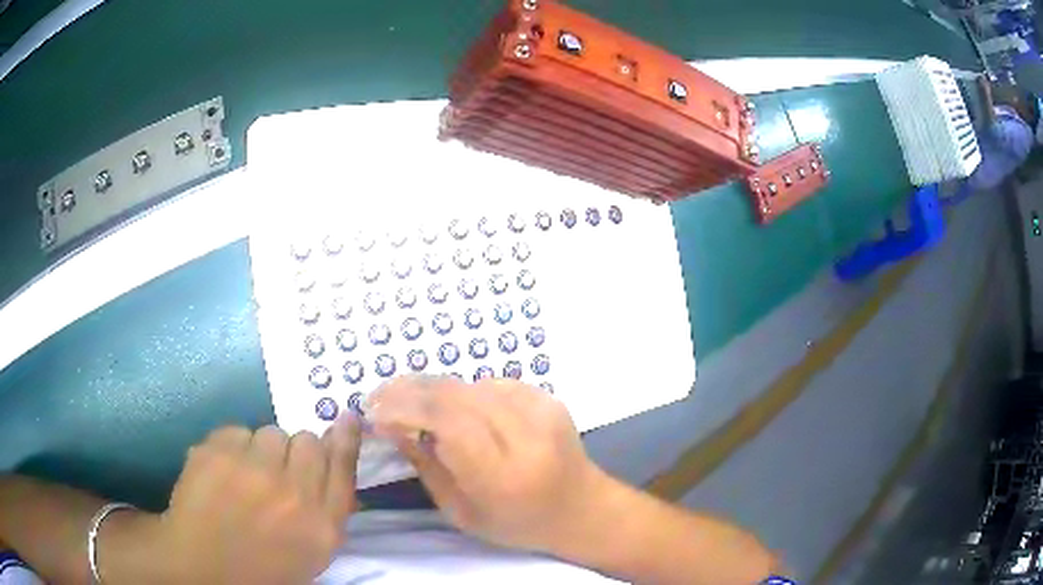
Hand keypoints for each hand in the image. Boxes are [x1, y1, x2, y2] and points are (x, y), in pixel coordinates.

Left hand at [143, 416, 361, 583]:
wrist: (202, 566)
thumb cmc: (262, 566)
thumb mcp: (311, 552)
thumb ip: (328, 510)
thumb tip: (335, 463)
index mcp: (321, 526)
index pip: (342, 467)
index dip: (345, 439)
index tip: (346, 417)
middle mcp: (293, 494)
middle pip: (308, 441)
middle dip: (296, 452)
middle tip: (277, 472)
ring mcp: (251, 471)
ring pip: (271, 432)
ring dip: (263, 449)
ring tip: (246, 474)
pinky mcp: (216, 454)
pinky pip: (237, 430)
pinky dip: (232, 446)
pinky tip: (222, 471)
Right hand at [367, 376, 616, 552]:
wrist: (581, 508)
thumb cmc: (517, 523)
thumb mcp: (461, 512)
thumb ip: (426, 466)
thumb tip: (391, 425)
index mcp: (503, 473)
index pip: (447, 421)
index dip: (405, 408)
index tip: (374, 412)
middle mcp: (526, 435)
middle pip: (456, 395)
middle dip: (409, 390)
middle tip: (379, 396)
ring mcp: (542, 411)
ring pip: (470, 385)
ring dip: (433, 389)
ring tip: (407, 399)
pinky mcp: (549, 398)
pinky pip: (492, 384)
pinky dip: (464, 392)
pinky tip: (452, 406)